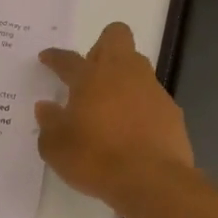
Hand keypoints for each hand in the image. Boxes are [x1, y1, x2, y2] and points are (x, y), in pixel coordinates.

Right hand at [36, 22, 194, 205]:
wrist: (152, 181)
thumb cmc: (96, 159)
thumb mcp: (56, 148)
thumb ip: (49, 123)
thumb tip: (46, 107)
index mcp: (90, 77)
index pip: (68, 59)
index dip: (55, 57)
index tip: (47, 58)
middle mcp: (123, 73)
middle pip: (116, 36)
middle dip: (102, 46)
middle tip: (90, 72)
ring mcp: (151, 89)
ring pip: (138, 65)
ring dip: (123, 77)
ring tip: (111, 105)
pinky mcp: (171, 110)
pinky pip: (152, 97)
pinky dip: (141, 106)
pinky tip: (133, 129)